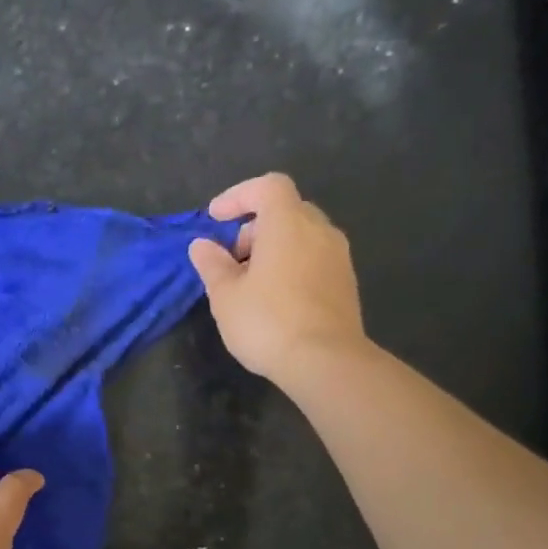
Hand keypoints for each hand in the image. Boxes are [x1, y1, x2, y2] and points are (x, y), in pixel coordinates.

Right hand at [189, 173, 367, 387]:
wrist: (325, 361)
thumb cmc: (267, 322)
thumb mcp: (226, 296)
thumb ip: (213, 265)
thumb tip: (202, 245)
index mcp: (288, 224)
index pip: (267, 187)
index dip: (239, 195)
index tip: (215, 218)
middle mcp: (319, 231)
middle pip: (286, 210)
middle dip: (255, 226)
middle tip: (231, 258)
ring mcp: (338, 257)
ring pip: (303, 236)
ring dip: (274, 248)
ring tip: (251, 282)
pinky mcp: (345, 282)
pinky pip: (314, 258)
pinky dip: (292, 265)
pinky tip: (276, 298)